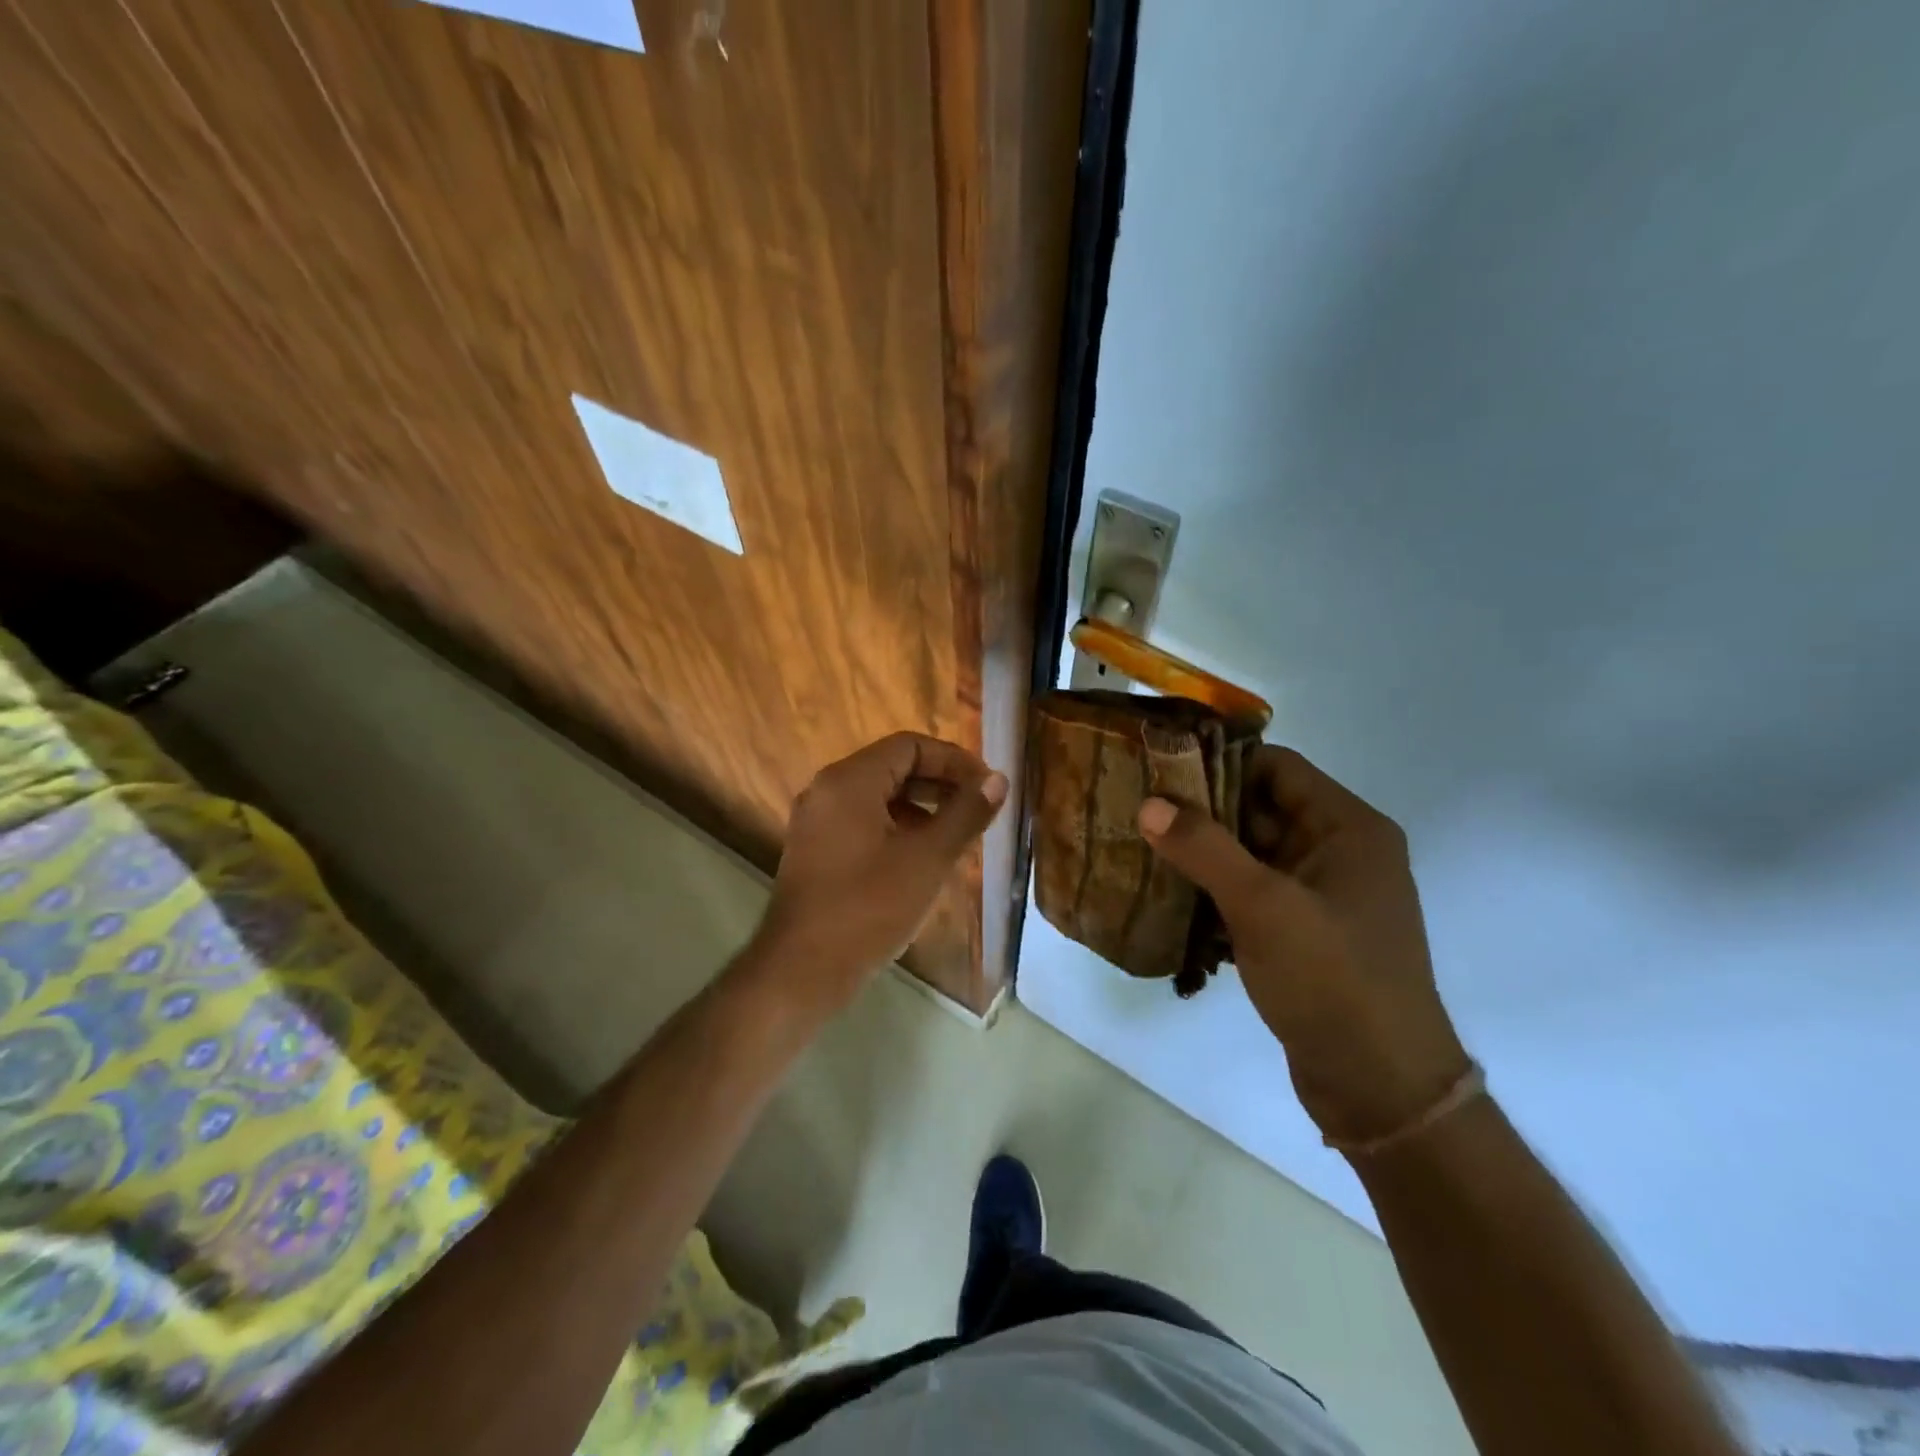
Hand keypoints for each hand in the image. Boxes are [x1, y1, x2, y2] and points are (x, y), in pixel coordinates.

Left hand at [751, 732, 1006, 1012]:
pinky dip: (898, 829)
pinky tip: (924, 859)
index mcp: (849, 781)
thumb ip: (965, 814)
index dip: (954, 760)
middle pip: (893, 767)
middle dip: (940, 784)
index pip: (910, 745)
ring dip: (922, 808)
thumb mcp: (927, 859)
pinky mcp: (816, 850)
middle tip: (980, 810)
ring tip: (959, 836)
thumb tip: (997, 779)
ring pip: (880, 797)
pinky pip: (864, 823)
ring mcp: (817, 822)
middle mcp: (827, 790)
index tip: (987, 787)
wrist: (800, 972)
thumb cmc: (867, 908)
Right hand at [1137, 746, 1470, 1147]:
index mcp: (1348, 829)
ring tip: (1142, 852)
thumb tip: (1149, 802)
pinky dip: (1215, 895)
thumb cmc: (1332, 981)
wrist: (1380, 1089)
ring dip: (1202, 857)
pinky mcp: (1305, 935)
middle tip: (1139, 812)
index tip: (1160, 772)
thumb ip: (1204, 848)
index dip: (1220, 764)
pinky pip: (1252, 895)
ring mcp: (1322, 897)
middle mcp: (1339, 853)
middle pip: (1260, 810)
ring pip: (1251, 856)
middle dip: (1202, 813)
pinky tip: (1170, 902)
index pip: (1277, 768)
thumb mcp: (1263, 906)